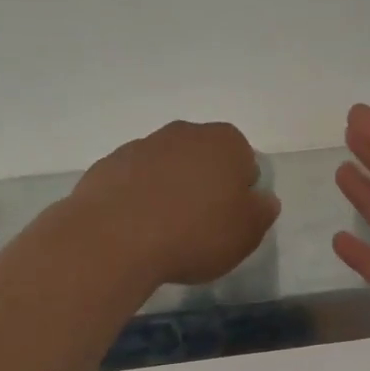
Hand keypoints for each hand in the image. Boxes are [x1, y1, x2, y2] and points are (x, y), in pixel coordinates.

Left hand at [73, 120, 279, 286]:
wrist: (115, 238)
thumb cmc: (195, 233)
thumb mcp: (247, 233)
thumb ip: (261, 212)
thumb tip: (262, 199)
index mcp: (225, 142)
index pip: (244, 161)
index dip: (240, 192)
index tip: (229, 220)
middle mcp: (184, 133)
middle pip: (203, 159)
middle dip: (204, 184)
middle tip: (200, 225)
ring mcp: (141, 145)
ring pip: (166, 167)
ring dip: (169, 190)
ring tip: (164, 231)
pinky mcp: (107, 165)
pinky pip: (133, 181)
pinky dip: (137, 198)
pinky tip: (135, 229)